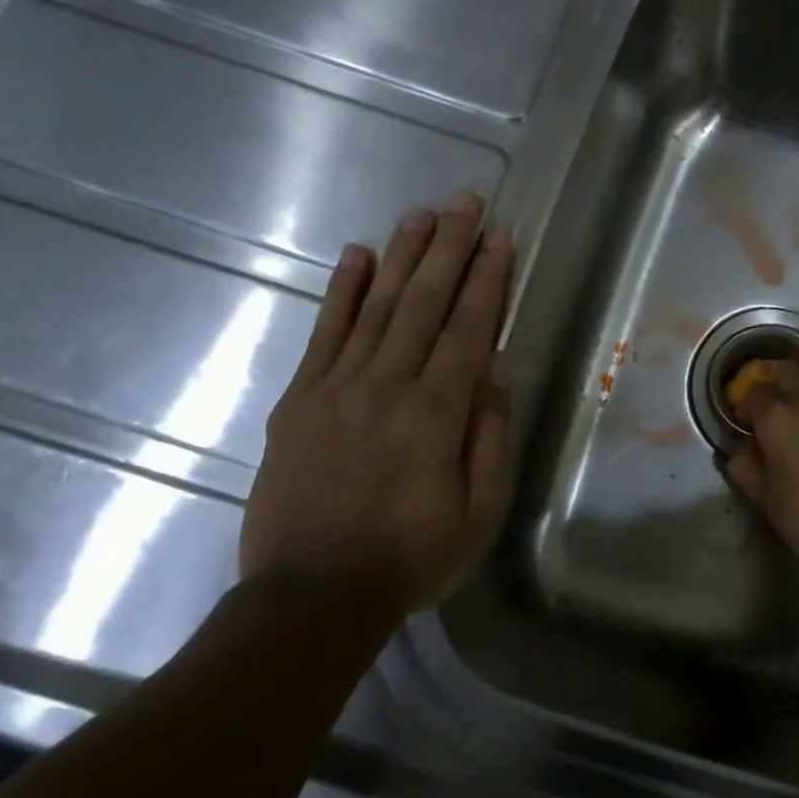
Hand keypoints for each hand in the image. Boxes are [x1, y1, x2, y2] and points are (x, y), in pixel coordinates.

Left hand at [240, 191, 512, 623]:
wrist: (311, 595)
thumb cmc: (412, 557)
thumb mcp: (479, 510)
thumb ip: (489, 435)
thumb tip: (496, 370)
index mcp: (436, 413)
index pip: (469, 329)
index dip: (487, 279)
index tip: (499, 237)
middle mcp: (387, 385)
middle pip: (423, 302)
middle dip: (449, 248)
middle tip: (464, 201)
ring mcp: (336, 387)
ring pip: (376, 306)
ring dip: (402, 256)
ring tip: (421, 213)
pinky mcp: (298, 400)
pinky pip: (323, 334)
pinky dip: (341, 291)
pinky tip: (357, 255)